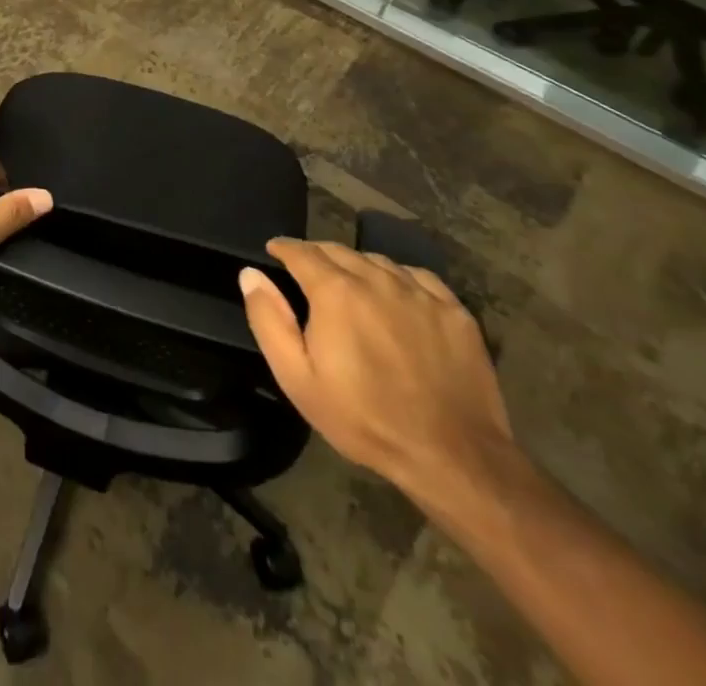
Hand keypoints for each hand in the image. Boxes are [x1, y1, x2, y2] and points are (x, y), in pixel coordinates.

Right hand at [239, 239, 514, 502]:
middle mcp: (376, 279)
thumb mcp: (297, 378)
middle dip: (317, 255)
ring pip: (378, 261)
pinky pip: (418, 278)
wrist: (454, 457)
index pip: (301, 252)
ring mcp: (420, 294)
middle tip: (308, 271)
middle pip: (338, 251)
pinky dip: (399, 278)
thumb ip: (269, 320)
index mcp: (335, 291)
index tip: (274, 251)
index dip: (283, 248)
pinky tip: (397, 297)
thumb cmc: (364, 418)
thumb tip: (251, 274)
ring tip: (351, 285)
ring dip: (357, 266)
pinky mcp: (455, 312)